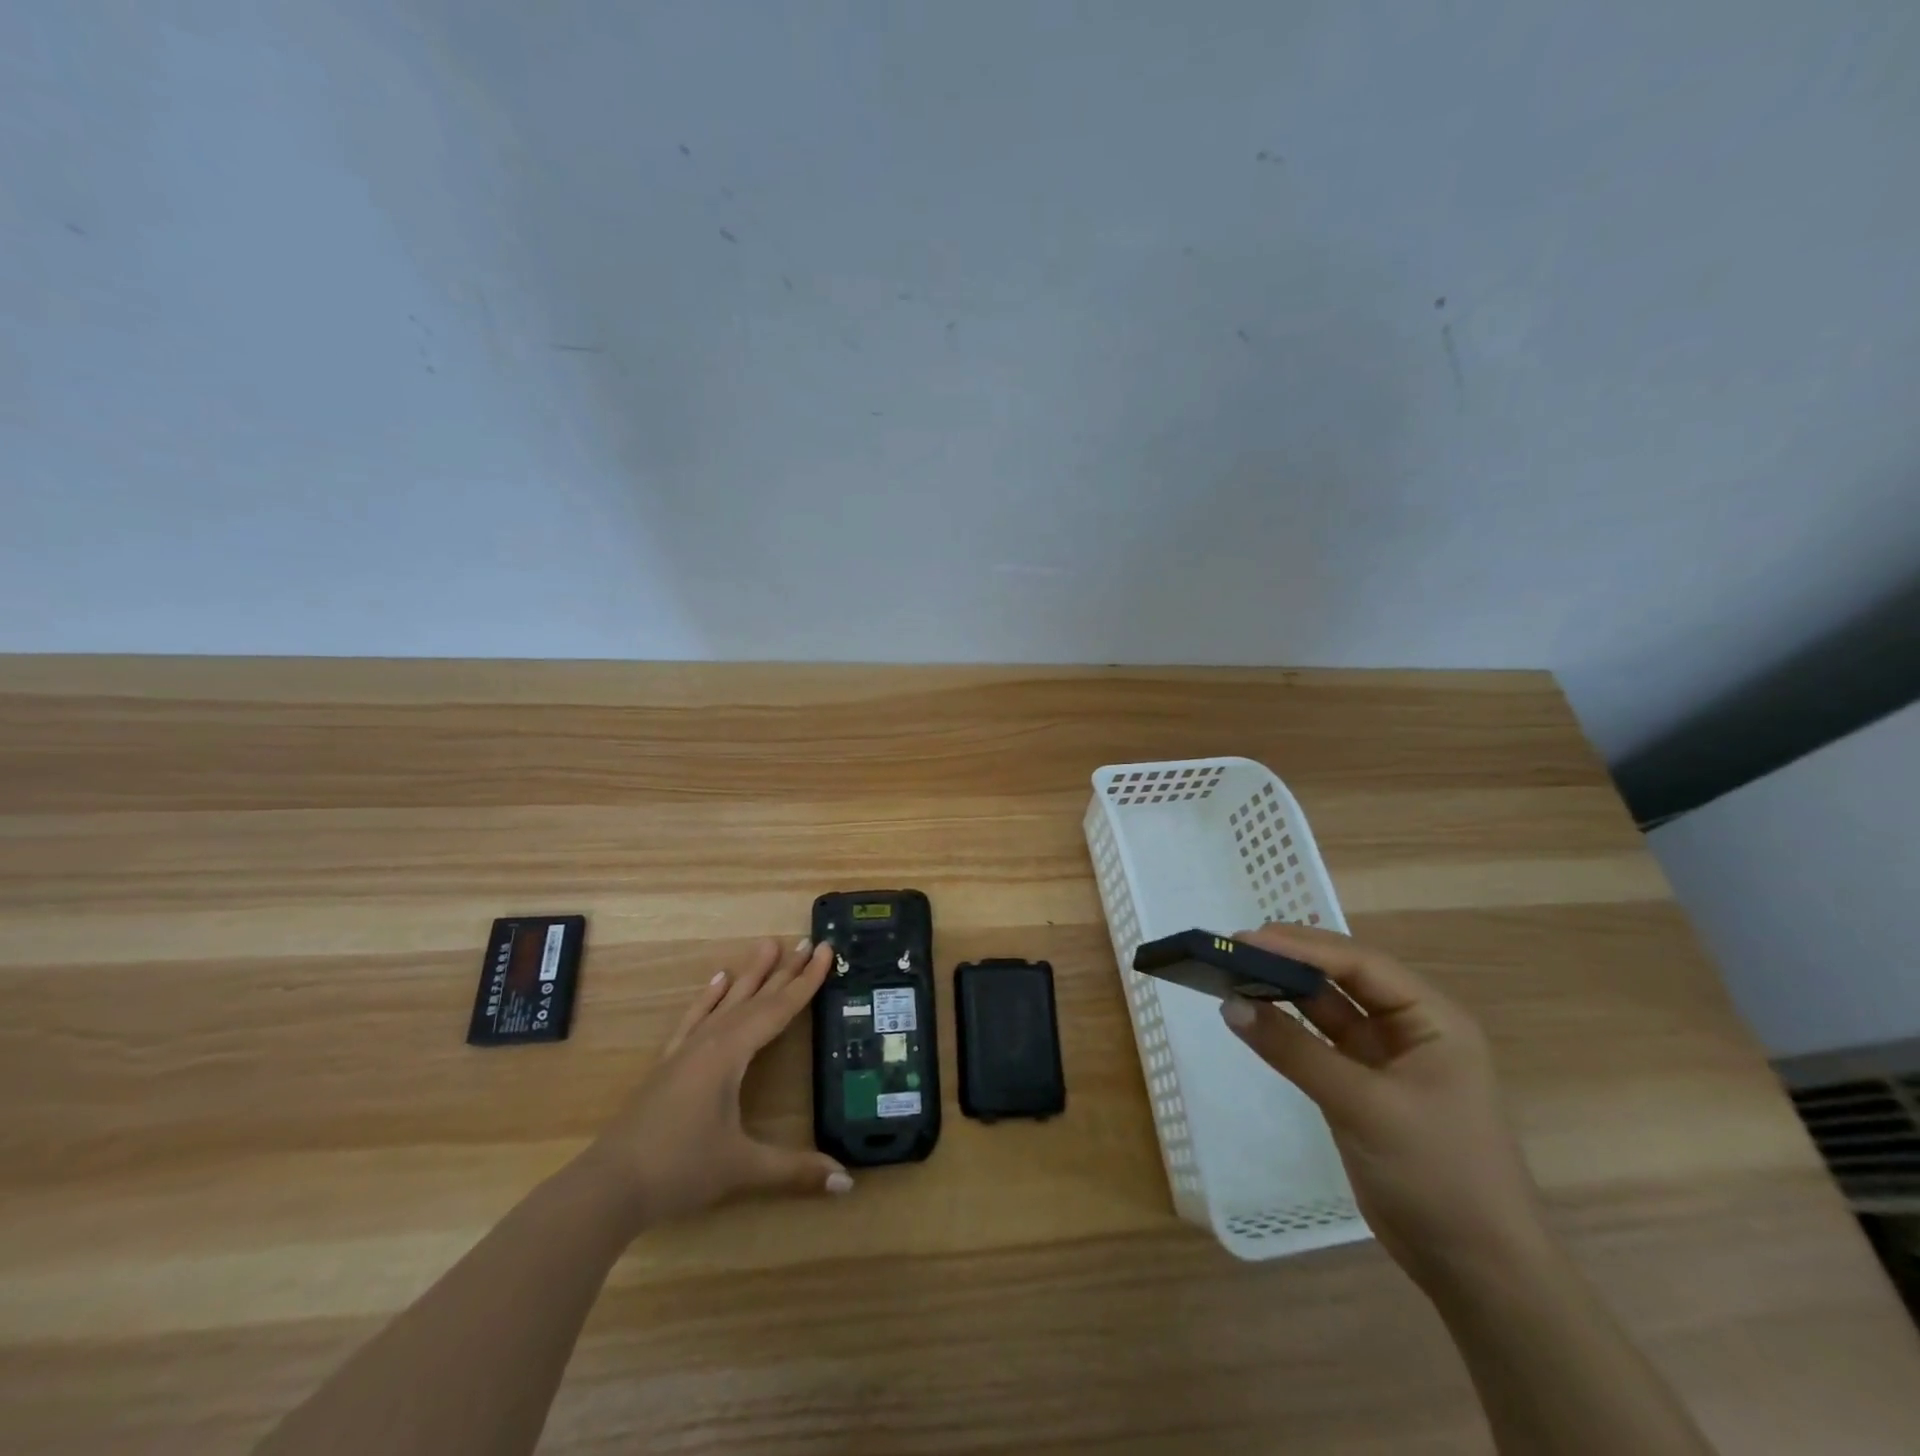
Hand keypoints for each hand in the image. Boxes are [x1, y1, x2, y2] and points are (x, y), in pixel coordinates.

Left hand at [577, 937, 851, 1226]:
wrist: (608, 1187)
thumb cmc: (678, 1170)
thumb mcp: (741, 1168)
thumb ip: (795, 1170)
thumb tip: (847, 1180)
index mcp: (730, 1054)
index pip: (778, 1009)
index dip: (806, 981)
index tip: (824, 949)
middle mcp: (710, 1041)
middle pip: (755, 998)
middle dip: (784, 971)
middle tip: (806, 940)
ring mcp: (686, 1050)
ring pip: (726, 1002)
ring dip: (750, 974)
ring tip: (767, 945)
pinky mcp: (670, 1064)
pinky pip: (695, 1018)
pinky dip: (709, 997)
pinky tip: (717, 980)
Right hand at [1222, 923, 1546, 1286]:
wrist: (1477, 1271)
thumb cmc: (1438, 1174)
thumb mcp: (1364, 1106)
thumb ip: (1295, 1051)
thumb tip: (1230, 1005)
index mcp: (1432, 1019)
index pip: (1360, 964)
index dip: (1302, 946)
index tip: (1246, 939)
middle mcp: (1410, 1028)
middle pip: (1342, 978)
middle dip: (1291, 961)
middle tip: (1233, 949)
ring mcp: (1384, 1059)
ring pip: (1326, 1009)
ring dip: (1284, 992)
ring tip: (1234, 974)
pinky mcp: (1362, 1088)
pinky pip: (1317, 1043)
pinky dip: (1285, 1029)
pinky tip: (1252, 1017)